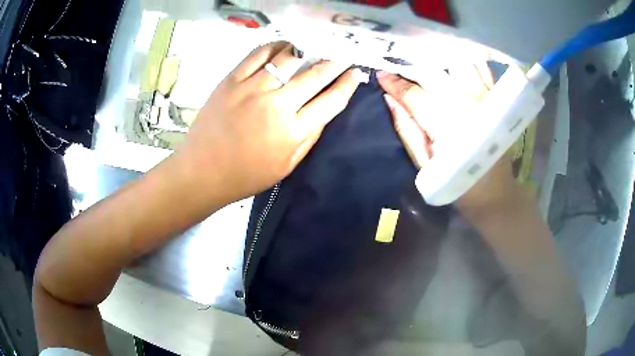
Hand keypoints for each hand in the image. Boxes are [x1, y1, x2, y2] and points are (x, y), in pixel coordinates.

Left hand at [177, 42, 365, 201]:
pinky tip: (284, 47)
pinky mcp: (231, 80)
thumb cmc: (246, 175)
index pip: (331, 100)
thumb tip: (326, 108)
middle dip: (335, 62)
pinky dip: (275, 46)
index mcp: (292, 131)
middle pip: (315, 75)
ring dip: (307, 50)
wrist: (203, 172)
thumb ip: (310, 136)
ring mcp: (251, 89)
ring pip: (288, 58)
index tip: (356, 73)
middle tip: (344, 54)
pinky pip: (258, 54)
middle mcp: (276, 105)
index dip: (348, 84)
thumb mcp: (287, 165)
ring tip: (313, 49)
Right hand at [377, 64, 516, 207]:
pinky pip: (478, 66)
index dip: (394, 83)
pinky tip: (450, 62)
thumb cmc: (457, 183)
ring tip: (421, 59)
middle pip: (433, 73)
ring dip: (436, 59)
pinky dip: (462, 60)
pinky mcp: (495, 97)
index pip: (414, 95)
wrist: (495, 192)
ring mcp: (484, 97)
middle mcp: (467, 104)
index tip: (380, 76)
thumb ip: (407, 130)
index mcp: (447, 125)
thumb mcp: (424, 166)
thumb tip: (389, 99)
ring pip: (455, 63)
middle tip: (395, 64)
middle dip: (409, 66)